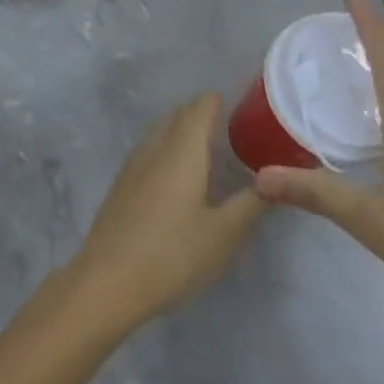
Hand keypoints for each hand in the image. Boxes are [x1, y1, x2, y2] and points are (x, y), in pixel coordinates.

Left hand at [70, 95, 265, 331]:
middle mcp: (154, 148)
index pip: (200, 107)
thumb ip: (251, 202)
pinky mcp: (120, 186)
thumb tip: (275, 179)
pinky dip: (167, 153)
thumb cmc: (173, 254)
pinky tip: (179, 180)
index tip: (245, 111)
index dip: (220, 102)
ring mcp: (132, 166)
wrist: (108, 281)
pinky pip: (148, 154)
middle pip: (178, 117)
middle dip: (202, 116)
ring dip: (182, 135)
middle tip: (234, 134)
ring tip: (210, 155)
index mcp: (182, 150)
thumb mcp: (224, 233)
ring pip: (160, 134)